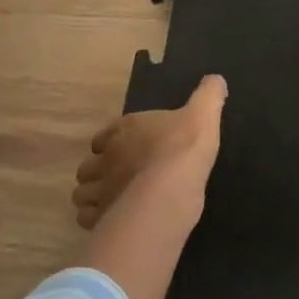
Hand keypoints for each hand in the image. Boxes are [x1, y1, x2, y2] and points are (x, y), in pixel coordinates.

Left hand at [73, 75, 227, 230]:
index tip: (122, 148)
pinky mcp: (102, 216)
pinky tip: (114, 219)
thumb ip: (208, 96)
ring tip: (112, 200)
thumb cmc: (184, 146)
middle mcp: (106, 158)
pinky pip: (88, 218)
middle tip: (118, 177)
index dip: (110, 142)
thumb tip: (216, 79)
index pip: (105, 135)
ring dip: (93, 195)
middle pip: (89, 165)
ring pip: (83, 193)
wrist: (172, 187)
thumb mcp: (204, 113)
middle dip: (98, 171)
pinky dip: (96, 218)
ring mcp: (101, 189)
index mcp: (125, 130)